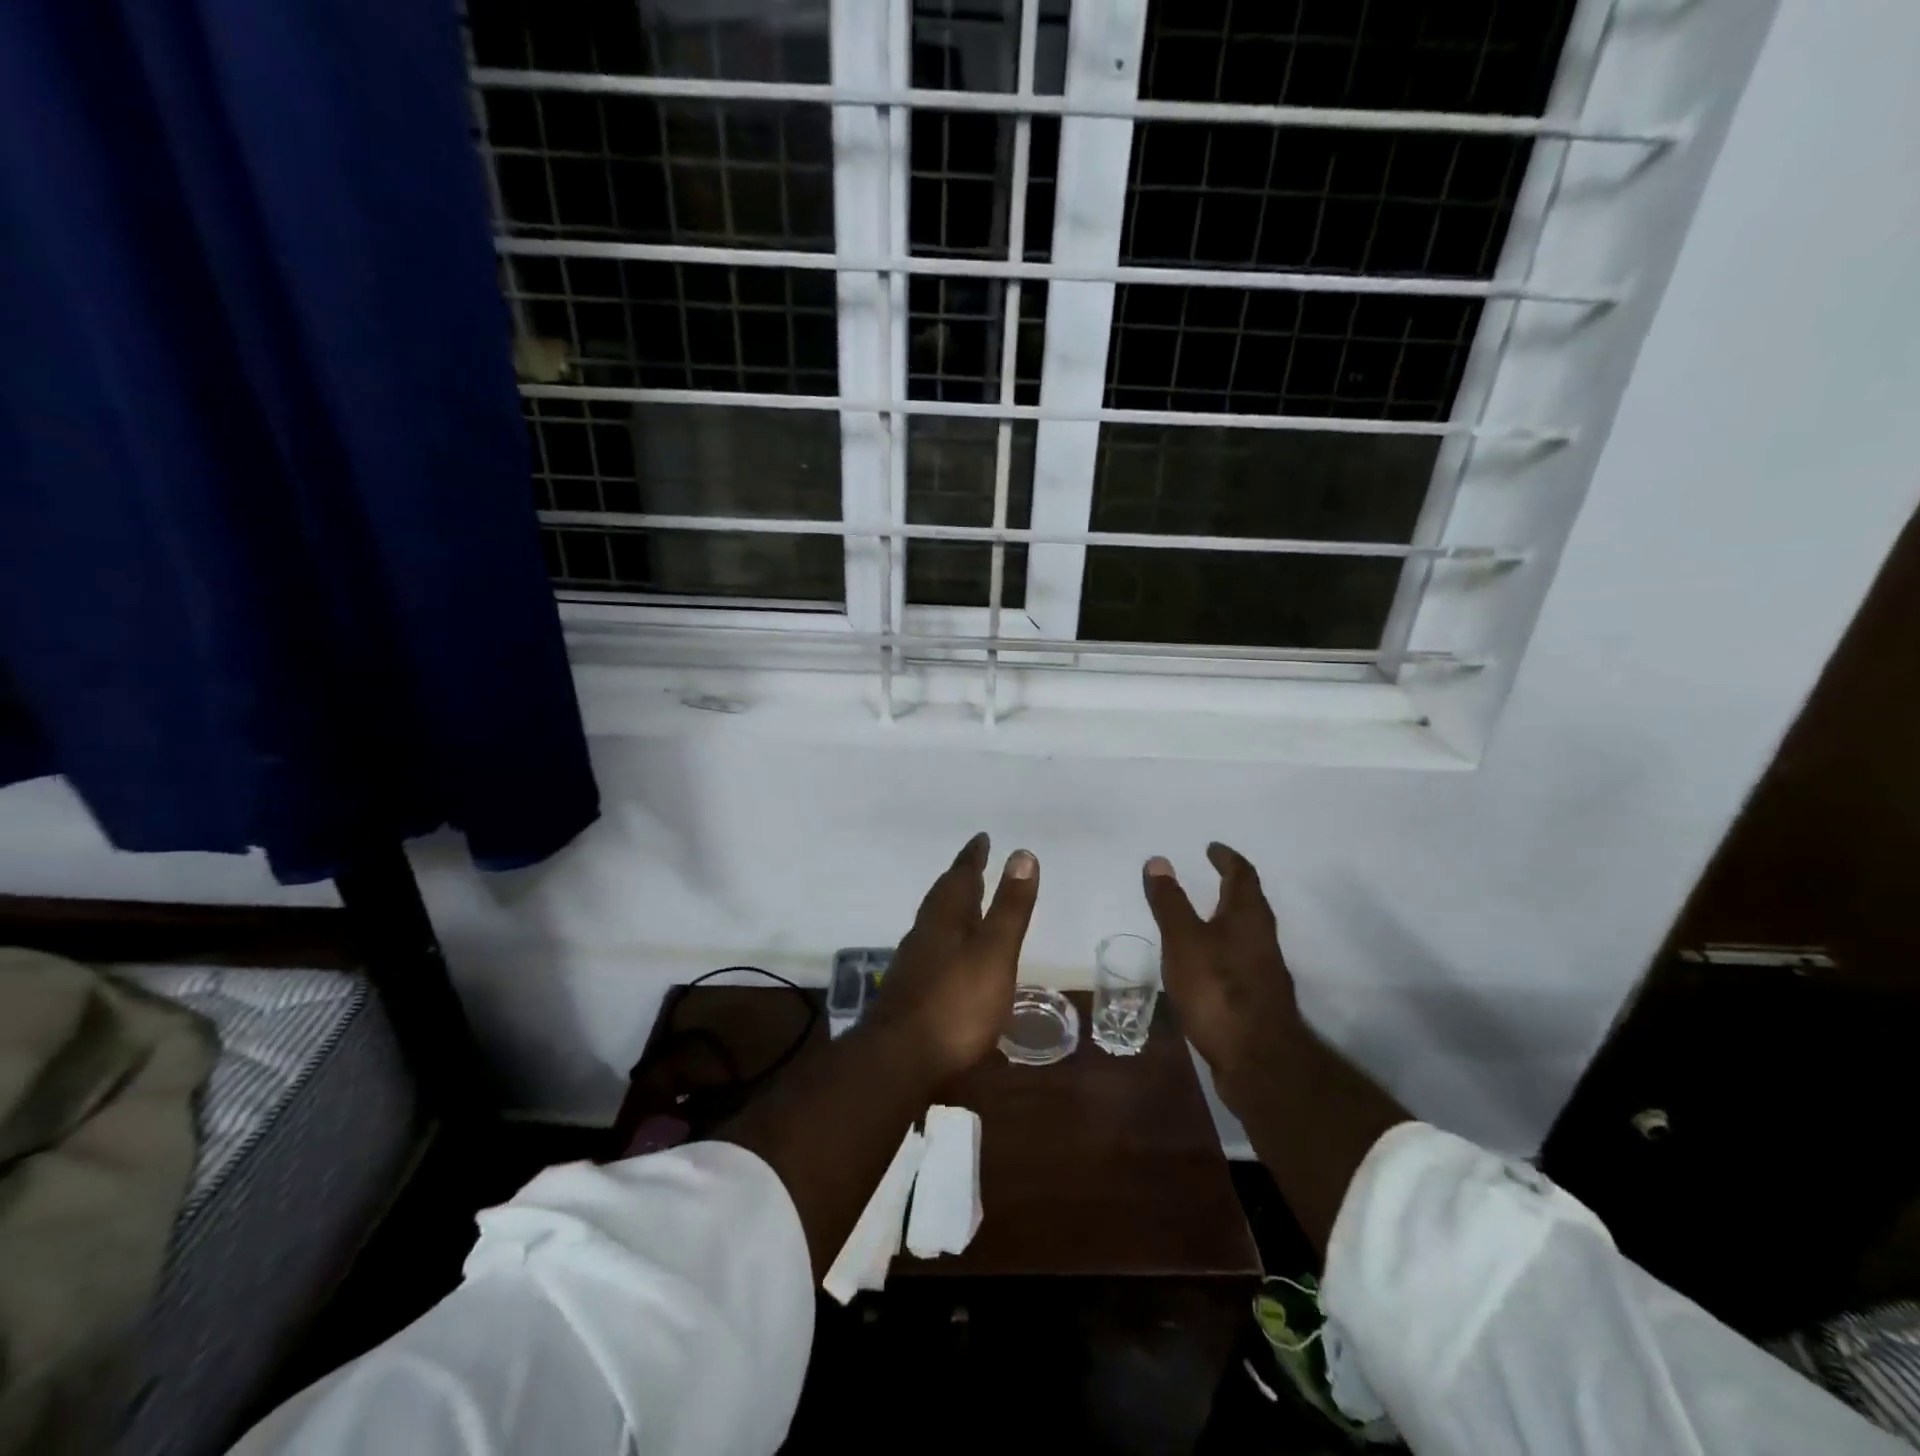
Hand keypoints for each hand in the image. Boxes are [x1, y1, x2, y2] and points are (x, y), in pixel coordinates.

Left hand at [869, 833, 1039, 1081]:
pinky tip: (954, 958)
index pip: (960, 876)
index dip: (973, 857)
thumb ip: (1009, 908)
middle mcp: (925, 933)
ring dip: (953, 909)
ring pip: (935, 923)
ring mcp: (914, 963)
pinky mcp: (911, 991)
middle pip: (943, 897)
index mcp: (945, 918)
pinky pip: (933, 949)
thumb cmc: (955, 1004)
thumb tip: (1022, 853)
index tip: (982, 838)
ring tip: (969, 906)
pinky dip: (948, 939)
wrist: (899, 1060)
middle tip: (975, 865)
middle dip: (961, 880)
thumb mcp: (994, 953)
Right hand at [1142, 843, 1301, 1096]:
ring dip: (1227, 917)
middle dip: (1230, 886)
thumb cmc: (1218, 989)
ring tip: (1202, 916)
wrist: (1258, 1060)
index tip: (1213, 848)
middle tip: (1210, 875)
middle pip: (1249, 903)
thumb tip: (1159, 860)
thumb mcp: (1183, 940)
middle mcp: (1262, 938)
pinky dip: (1223, 947)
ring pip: (1245, 932)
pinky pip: (1239, 958)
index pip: (1242, 875)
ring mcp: (1263, 970)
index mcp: (1248, 916)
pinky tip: (1205, 962)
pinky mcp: (1257, 998)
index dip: (1227, 858)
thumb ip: (1170, 902)